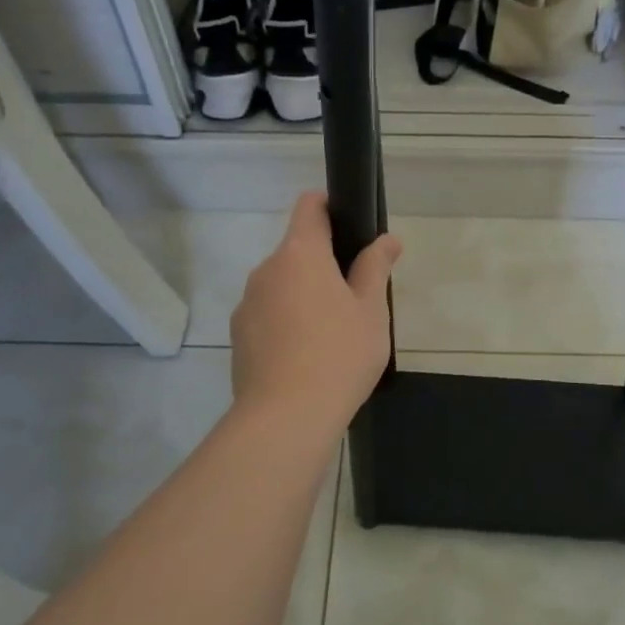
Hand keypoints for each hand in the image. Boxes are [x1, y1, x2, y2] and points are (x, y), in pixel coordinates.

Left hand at [230, 193, 401, 434]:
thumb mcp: (371, 310)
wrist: (286, 417)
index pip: (309, 207)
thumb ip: (376, 268)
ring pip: (280, 285)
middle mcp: (266, 270)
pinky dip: (285, 322)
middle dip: (322, 263)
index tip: (350, 226)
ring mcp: (247, 304)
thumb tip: (387, 240)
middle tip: (354, 296)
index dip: (329, 206)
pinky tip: (305, 356)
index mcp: (300, 253)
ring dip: (302, 295)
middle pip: (296, 250)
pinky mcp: (238, 336)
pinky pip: (267, 315)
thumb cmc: (339, 354)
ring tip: (330, 332)